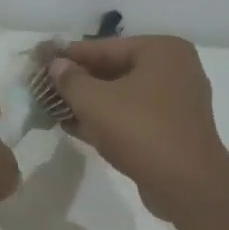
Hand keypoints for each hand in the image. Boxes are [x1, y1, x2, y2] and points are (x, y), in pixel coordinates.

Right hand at [46, 36, 228, 219]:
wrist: (186, 183)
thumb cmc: (140, 130)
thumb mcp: (95, 102)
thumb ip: (71, 80)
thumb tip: (56, 66)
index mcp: (162, 50)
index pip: (106, 46)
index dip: (71, 55)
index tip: (42, 60)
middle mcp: (176, 69)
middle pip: (116, 70)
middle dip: (81, 81)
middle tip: (46, 87)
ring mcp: (178, 101)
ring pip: (124, 95)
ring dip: (91, 103)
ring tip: (56, 108)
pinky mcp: (174, 130)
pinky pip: (134, 116)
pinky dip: (109, 120)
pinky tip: (77, 128)